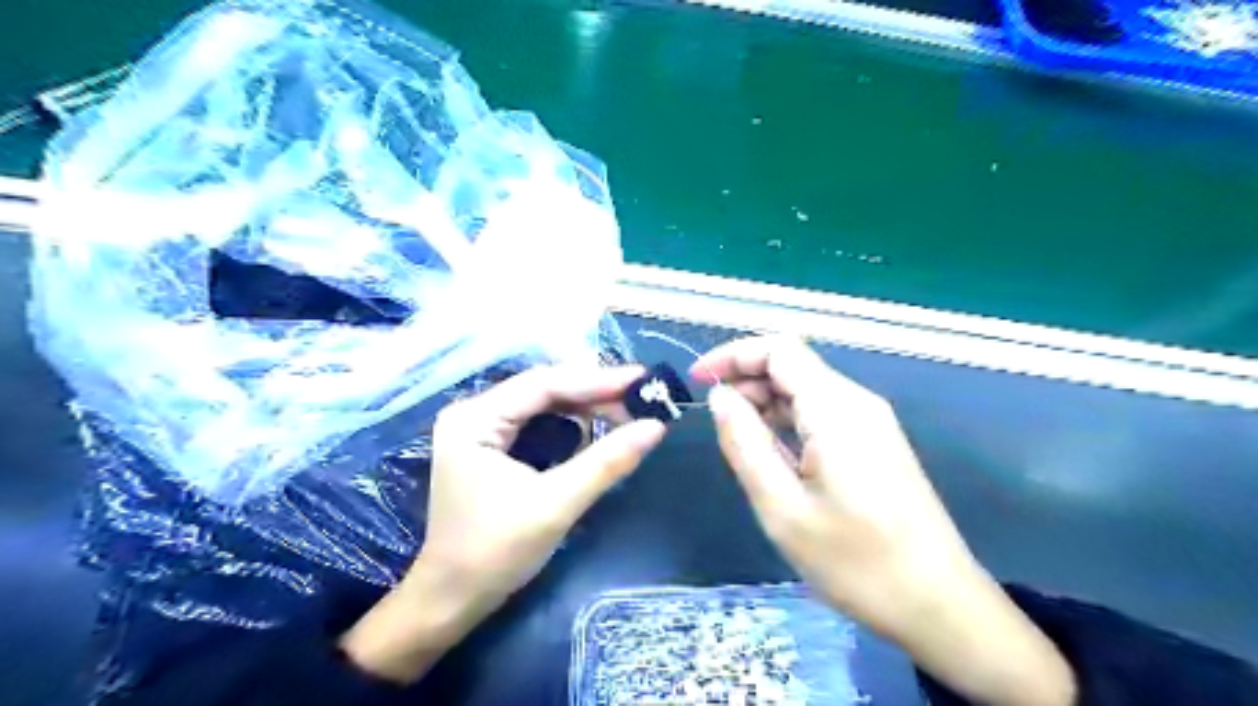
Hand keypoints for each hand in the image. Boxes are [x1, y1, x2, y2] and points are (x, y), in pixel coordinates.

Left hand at [339, 365, 662, 684]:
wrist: (452, 601)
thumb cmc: (495, 553)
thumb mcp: (556, 504)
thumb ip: (606, 462)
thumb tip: (656, 427)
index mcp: (475, 419)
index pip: (544, 384)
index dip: (597, 380)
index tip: (643, 378)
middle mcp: (474, 413)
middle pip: (544, 389)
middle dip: (593, 393)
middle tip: (641, 397)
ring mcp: (480, 429)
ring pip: (543, 404)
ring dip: (585, 408)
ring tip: (627, 412)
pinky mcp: (491, 447)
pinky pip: (538, 423)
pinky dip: (571, 425)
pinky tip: (597, 429)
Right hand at [698, 337, 1069, 705]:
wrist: (938, 604)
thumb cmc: (856, 562)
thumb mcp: (782, 508)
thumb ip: (745, 443)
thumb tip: (721, 397)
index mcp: (836, 409)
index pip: (779, 349)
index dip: (733, 354)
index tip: (698, 380)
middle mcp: (856, 403)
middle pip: (792, 365)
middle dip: (745, 379)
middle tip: (713, 419)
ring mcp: (870, 422)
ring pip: (805, 390)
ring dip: (764, 402)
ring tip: (736, 440)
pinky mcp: (874, 443)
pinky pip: (821, 414)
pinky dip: (787, 421)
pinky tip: (771, 453)